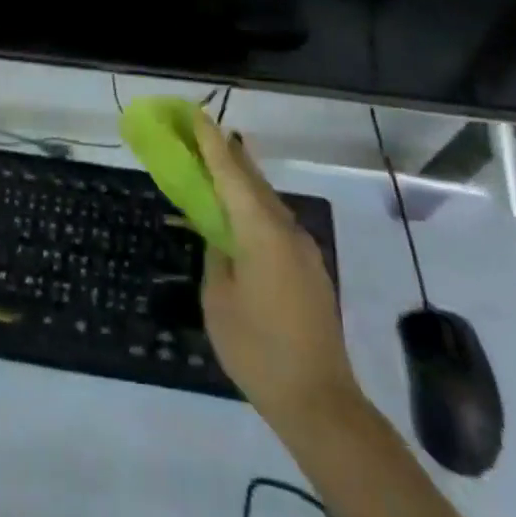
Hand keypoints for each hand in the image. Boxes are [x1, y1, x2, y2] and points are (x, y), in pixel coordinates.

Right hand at [194, 110, 360, 442]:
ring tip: (214, 168)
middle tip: (200, 133)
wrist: (319, 402)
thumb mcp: (218, 299)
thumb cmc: (257, 349)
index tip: (197, 114)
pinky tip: (237, 219)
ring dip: (241, 181)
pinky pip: (275, 224)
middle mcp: (287, 229)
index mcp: (261, 231)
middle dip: (227, 153)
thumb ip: (216, 255)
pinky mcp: (309, 269)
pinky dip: (252, 210)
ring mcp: (303, 249)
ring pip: (266, 201)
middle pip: (253, 179)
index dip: (211, 142)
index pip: (231, 173)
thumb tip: (220, 235)